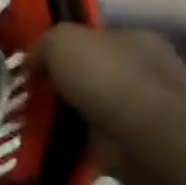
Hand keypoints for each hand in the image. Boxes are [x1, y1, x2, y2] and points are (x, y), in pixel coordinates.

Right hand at [34, 24, 185, 176]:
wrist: (140, 136)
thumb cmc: (106, 75)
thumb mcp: (61, 40)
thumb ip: (44, 44)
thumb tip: (33, 63)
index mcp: (141, 41)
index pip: (100, 39)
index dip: (68, 49)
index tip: (41, 64)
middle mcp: (152, 72)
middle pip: (98, 73)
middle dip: (70, 84)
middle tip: (36, 93)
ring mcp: (150, 111)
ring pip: (98, 107)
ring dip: (73, 115)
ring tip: (39, 120)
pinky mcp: (143, 144)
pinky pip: (100, 138)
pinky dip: (79, 141)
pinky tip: (56, 141)